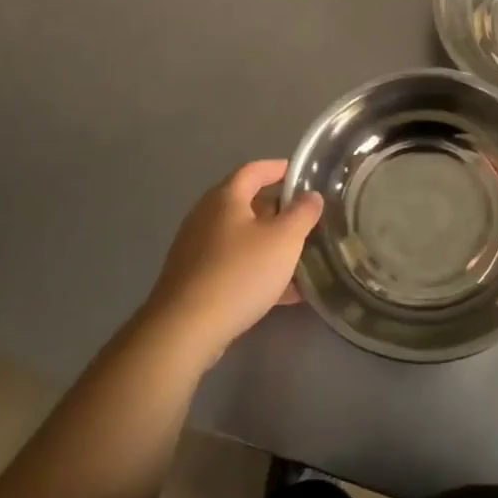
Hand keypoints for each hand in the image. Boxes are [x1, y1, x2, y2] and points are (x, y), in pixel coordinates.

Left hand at [141, 160, 322, 370]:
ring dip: (271, 245)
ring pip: (242, 239)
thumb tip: (311, 196)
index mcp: (225, 198)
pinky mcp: (195, 280)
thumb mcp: (284, 239)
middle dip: (279, 211)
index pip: (254, 170)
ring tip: (302, 257)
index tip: (301, 174)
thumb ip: (303, 213)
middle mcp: (206, 217)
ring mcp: (197, 250)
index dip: (278, 168)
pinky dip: (258, 271)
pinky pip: (234, 266)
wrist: (185, 329)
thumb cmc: (239, 273)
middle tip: (307, 220)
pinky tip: (285, 293)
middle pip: (247, 204)